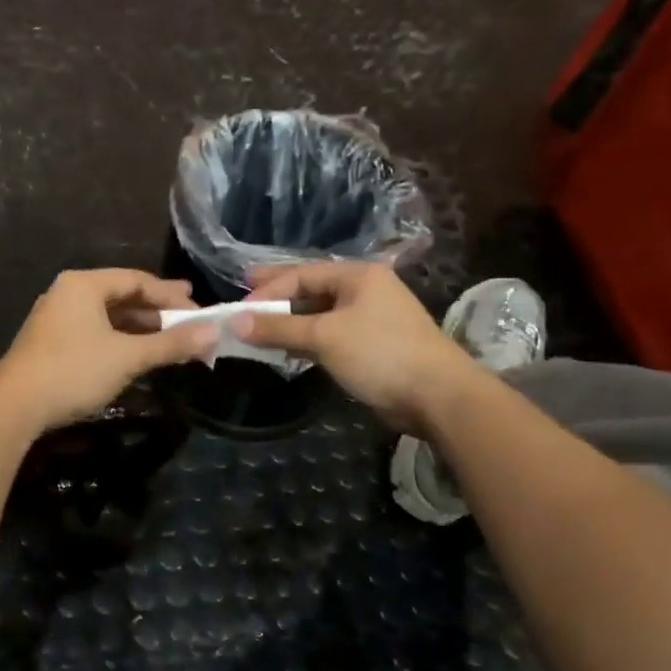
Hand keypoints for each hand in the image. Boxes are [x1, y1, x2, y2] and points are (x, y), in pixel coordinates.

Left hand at [0, 269, 216, 432]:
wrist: (14, 406)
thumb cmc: (74, 371)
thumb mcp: (128, 357)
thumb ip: (171, 344)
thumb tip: (212, 333)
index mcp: (84, 284)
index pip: (137, 279)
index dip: (171, 295)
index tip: (199, 311)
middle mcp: (67, 293)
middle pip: (121, 295)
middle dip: (157, 312)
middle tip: (189, 323)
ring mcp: (55, 318)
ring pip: (107, 316)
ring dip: (139, 328)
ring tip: (168, 342)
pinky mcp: (50, 342)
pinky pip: (93, 331)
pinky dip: (118, 340)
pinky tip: (134, 356)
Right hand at [236, 262, 481, 432]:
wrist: (438, 396)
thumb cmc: (380, 353)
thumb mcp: (323, 336)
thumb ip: (278, 327)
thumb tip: (233, 322)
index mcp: (357, 275)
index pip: (301, 274)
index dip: (267, 290)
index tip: (238, 308)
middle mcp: (365, 290)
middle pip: (310, 290)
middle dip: (276, 299)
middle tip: (242, 304)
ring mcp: (371, 318)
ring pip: (319, 314)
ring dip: (290, 322)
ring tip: (258, 330)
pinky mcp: (373, 345)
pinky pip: (330, 334)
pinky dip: (307, 339)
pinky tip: (288, 349)